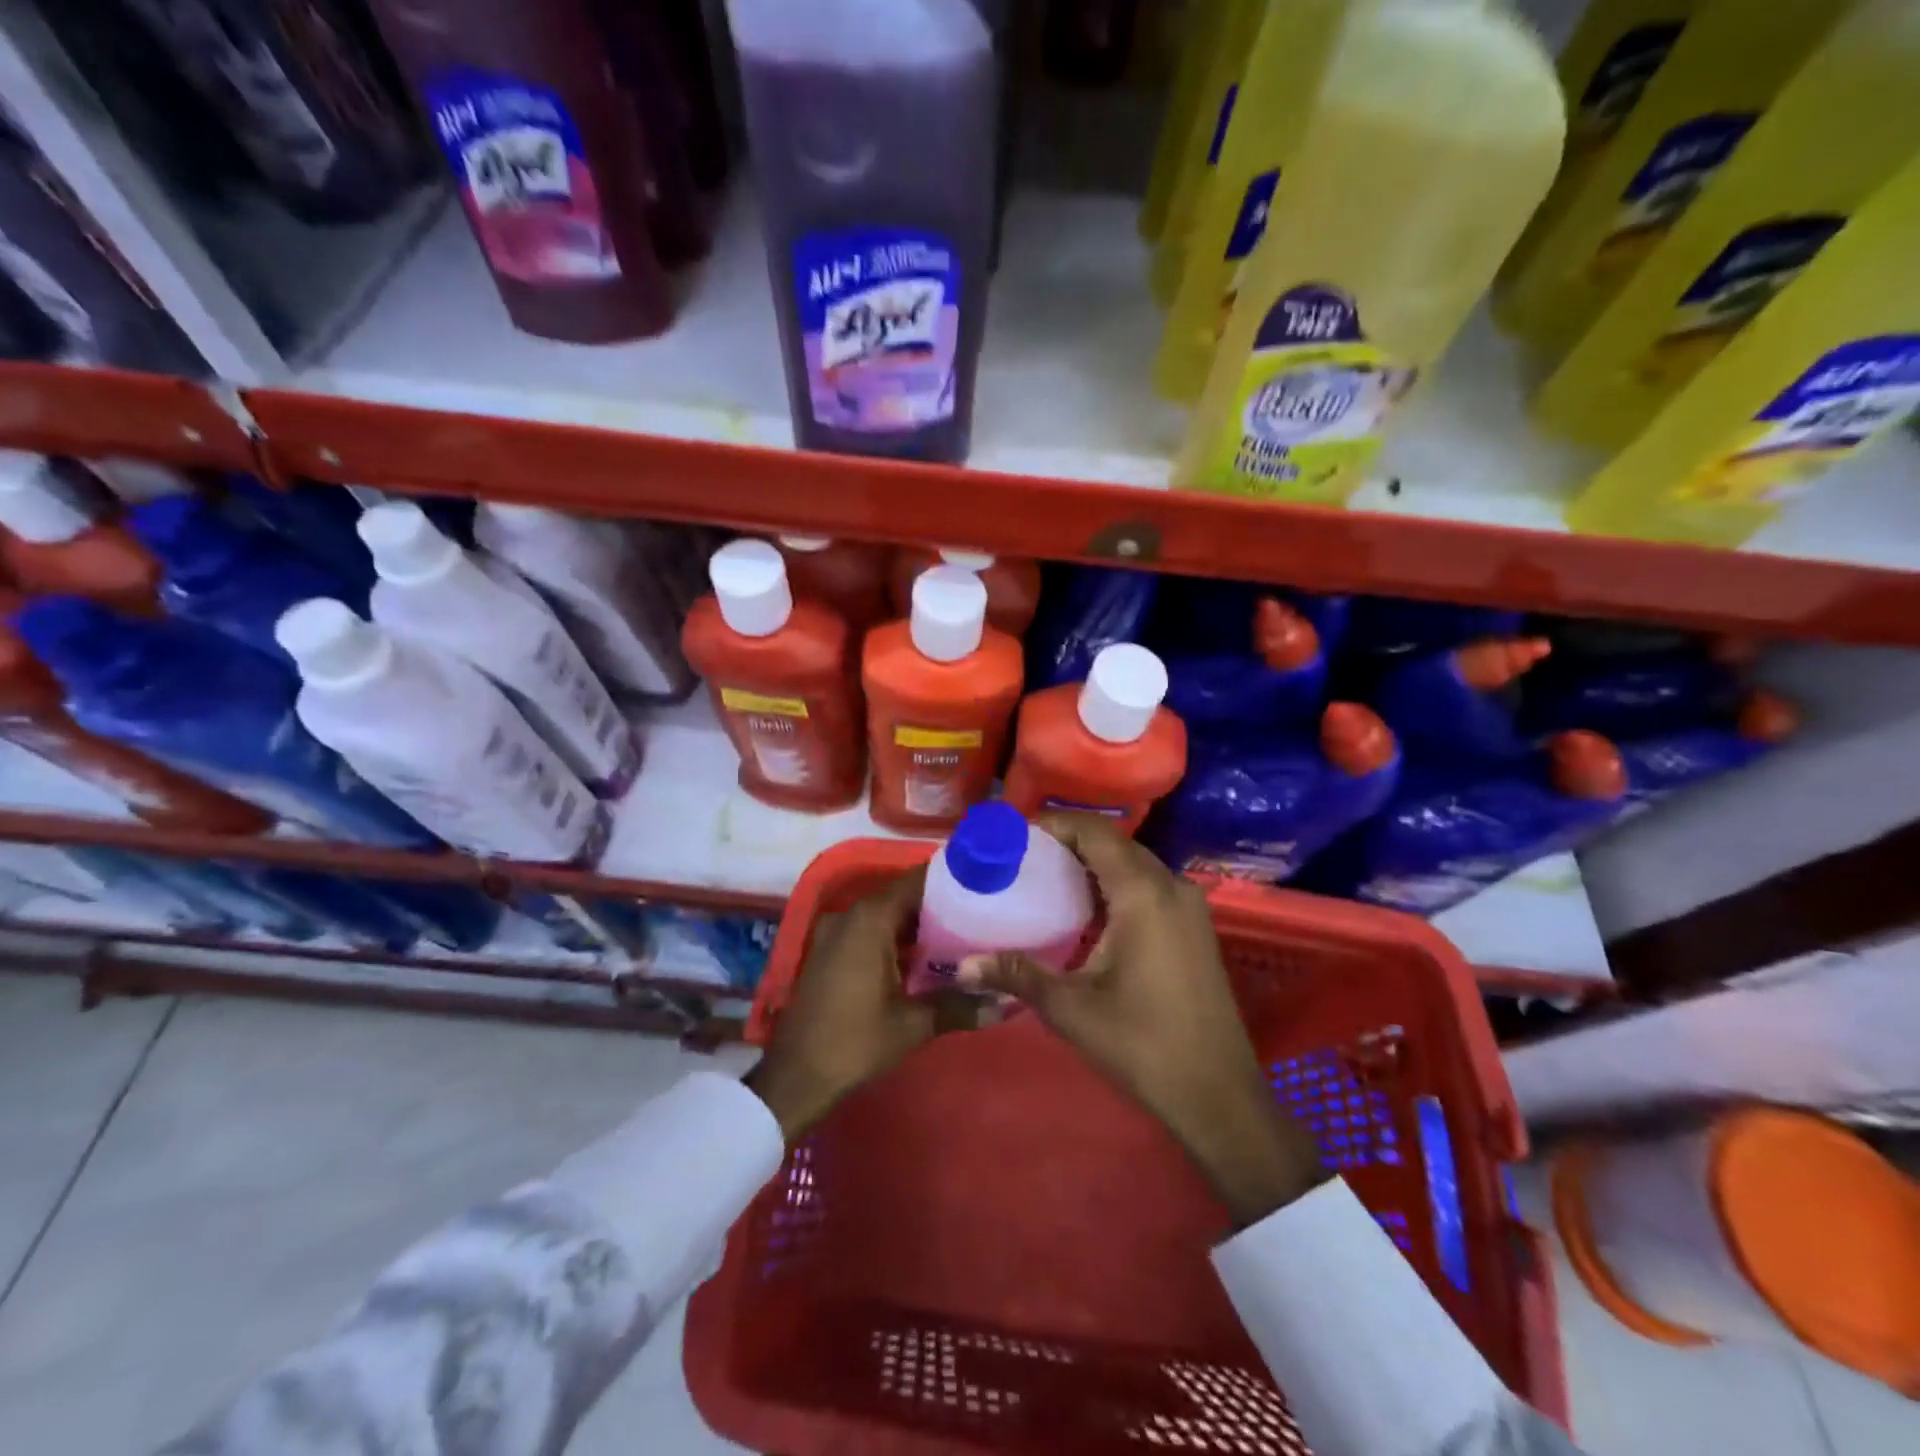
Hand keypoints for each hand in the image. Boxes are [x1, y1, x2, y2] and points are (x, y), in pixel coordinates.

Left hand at [748, 866, 977, 1141]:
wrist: (795, 1077)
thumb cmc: (855, 1042)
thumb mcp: (913, 1024)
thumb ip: (960, 1006)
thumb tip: (1007, 1003)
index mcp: (870, 918)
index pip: (918, 881)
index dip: (952, 882)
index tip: (985, 887)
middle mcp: (851, 914)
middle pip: (904, 896)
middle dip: (941, 906)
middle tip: (982, 916)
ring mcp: (836, 932)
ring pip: (887, 916)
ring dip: (919, 926)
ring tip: (964, 936)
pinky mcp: (830, 952)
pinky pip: (871, 932)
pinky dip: (898, 940)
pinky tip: (927, 960)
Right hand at [962, 816, 1326, 1225]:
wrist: (1218, 1095)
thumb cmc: (1143, 1045)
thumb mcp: (1072, 1008)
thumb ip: (1018, 974)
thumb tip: (963, 966)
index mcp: (1143, 894)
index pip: (1095, 832)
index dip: (1055, 824)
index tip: (1015, 836)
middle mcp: (1171, 887)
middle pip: (1115, 843)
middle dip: (1069, 842)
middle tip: (1023, 858)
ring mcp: (1189, 907)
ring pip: (1134, 864)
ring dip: (1092, 864)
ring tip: (1045, 879)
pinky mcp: (1194, 928)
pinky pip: (1149, 887)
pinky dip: (1114, 885)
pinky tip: (1084, 912)